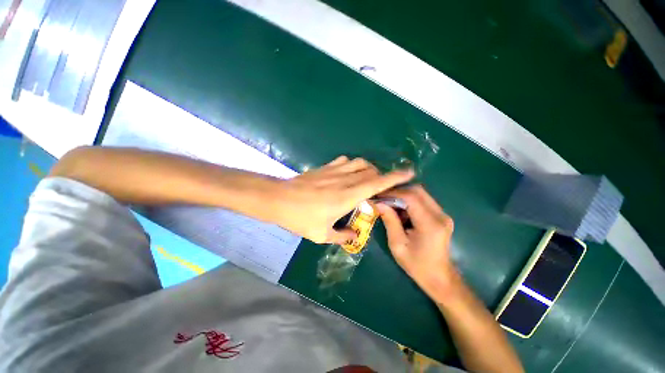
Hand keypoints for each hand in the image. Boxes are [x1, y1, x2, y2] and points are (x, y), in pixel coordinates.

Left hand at [277, 156, 413, 243]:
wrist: (278, 199)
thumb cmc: (300, 218)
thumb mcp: (321, 234)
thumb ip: (341, 236)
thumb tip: (353, 234)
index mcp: (347, 196)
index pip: (377, 183)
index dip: (394, 177)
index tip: (408, 172)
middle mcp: (344, 180)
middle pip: (371, 171)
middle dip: (380, 176)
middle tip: (380, 188)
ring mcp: (334, 170)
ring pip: (359, 163)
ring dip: (368, 169)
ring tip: (366, 180)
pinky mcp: (325, 167)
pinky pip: (345, 161)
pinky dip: (352, 165)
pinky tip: (348, 174)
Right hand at [376, 185, 456, 302]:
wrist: (439, 277)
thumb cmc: (416, 265)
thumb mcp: (398, 244)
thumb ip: (389, 221)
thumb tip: (378, 203)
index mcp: (430, 224)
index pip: (411, 197)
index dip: (393, 193)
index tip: (378, 195)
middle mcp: (440, 215)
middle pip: (418, 191)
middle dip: (398, 192)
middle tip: (383, 198)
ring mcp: (443, 214)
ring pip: (421, 194)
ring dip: (404, 196)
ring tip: (390, 205)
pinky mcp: (441, 216)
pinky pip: (424, 201)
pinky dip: (410, 202)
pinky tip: (401, 212)